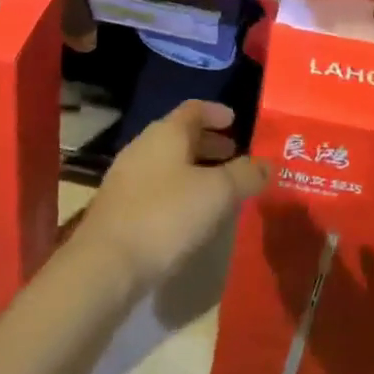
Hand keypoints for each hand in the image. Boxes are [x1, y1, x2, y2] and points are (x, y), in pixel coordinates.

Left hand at [83, 101, 268, 289]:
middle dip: (208, 143)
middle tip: (234, 155)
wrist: (105, 265)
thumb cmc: (166, 216)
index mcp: (167, 132)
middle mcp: (144, 145)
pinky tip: (191, 214)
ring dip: (194, 168)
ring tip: (218, 187)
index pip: (195, 108)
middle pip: (180, 135)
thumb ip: (246, 175)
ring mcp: (127, 177)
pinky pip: (156, 186)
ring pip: (168, 162)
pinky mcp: (119, 207)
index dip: (217, 112)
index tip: (236, 120)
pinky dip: (178, 190)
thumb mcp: (217, 193)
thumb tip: (268, 165)